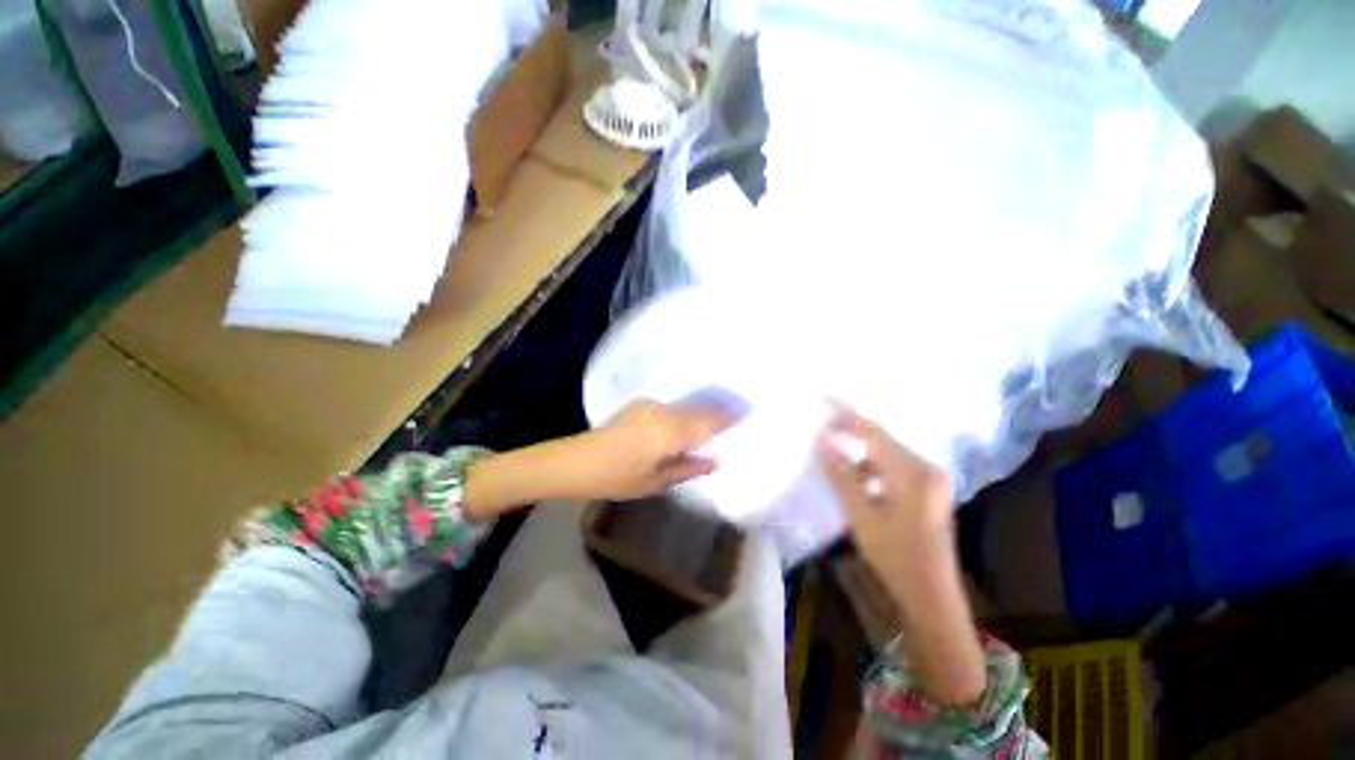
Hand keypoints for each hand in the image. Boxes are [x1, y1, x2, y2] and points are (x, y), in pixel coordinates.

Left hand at [570, 399, 733, 501]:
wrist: (575, 461)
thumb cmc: (615, 478)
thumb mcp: (655, 482)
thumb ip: (687, 468)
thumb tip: (715, 460)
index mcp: (669, 432)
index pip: (708, 423)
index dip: (728, 420)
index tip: (746, 418)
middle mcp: (663, 412)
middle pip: (700, 411)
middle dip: (719, 414)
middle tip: (737, 419)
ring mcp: (651, 405)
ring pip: (687, 407)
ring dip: (703, 413)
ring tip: (718, 422)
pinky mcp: (641, 404)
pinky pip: (674, 407)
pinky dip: (687, 413)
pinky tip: (691, 423)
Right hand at [816, 403, 953, 573]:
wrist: (932, 596)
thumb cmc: (895, 557)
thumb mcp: (861, 514)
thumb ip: (841, 474)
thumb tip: (821, 441)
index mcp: (913, 473)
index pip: (873, 432)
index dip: (845, 413)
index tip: (823, 397)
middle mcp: (926, 468)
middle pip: (881, 439)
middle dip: (850, 431)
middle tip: (820, 426)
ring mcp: (931, 479)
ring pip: (886, 454)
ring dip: (860, 453)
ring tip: (832, 453)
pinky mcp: (929, 490)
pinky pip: (894, 468)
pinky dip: (872, 468)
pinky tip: (855, 479)